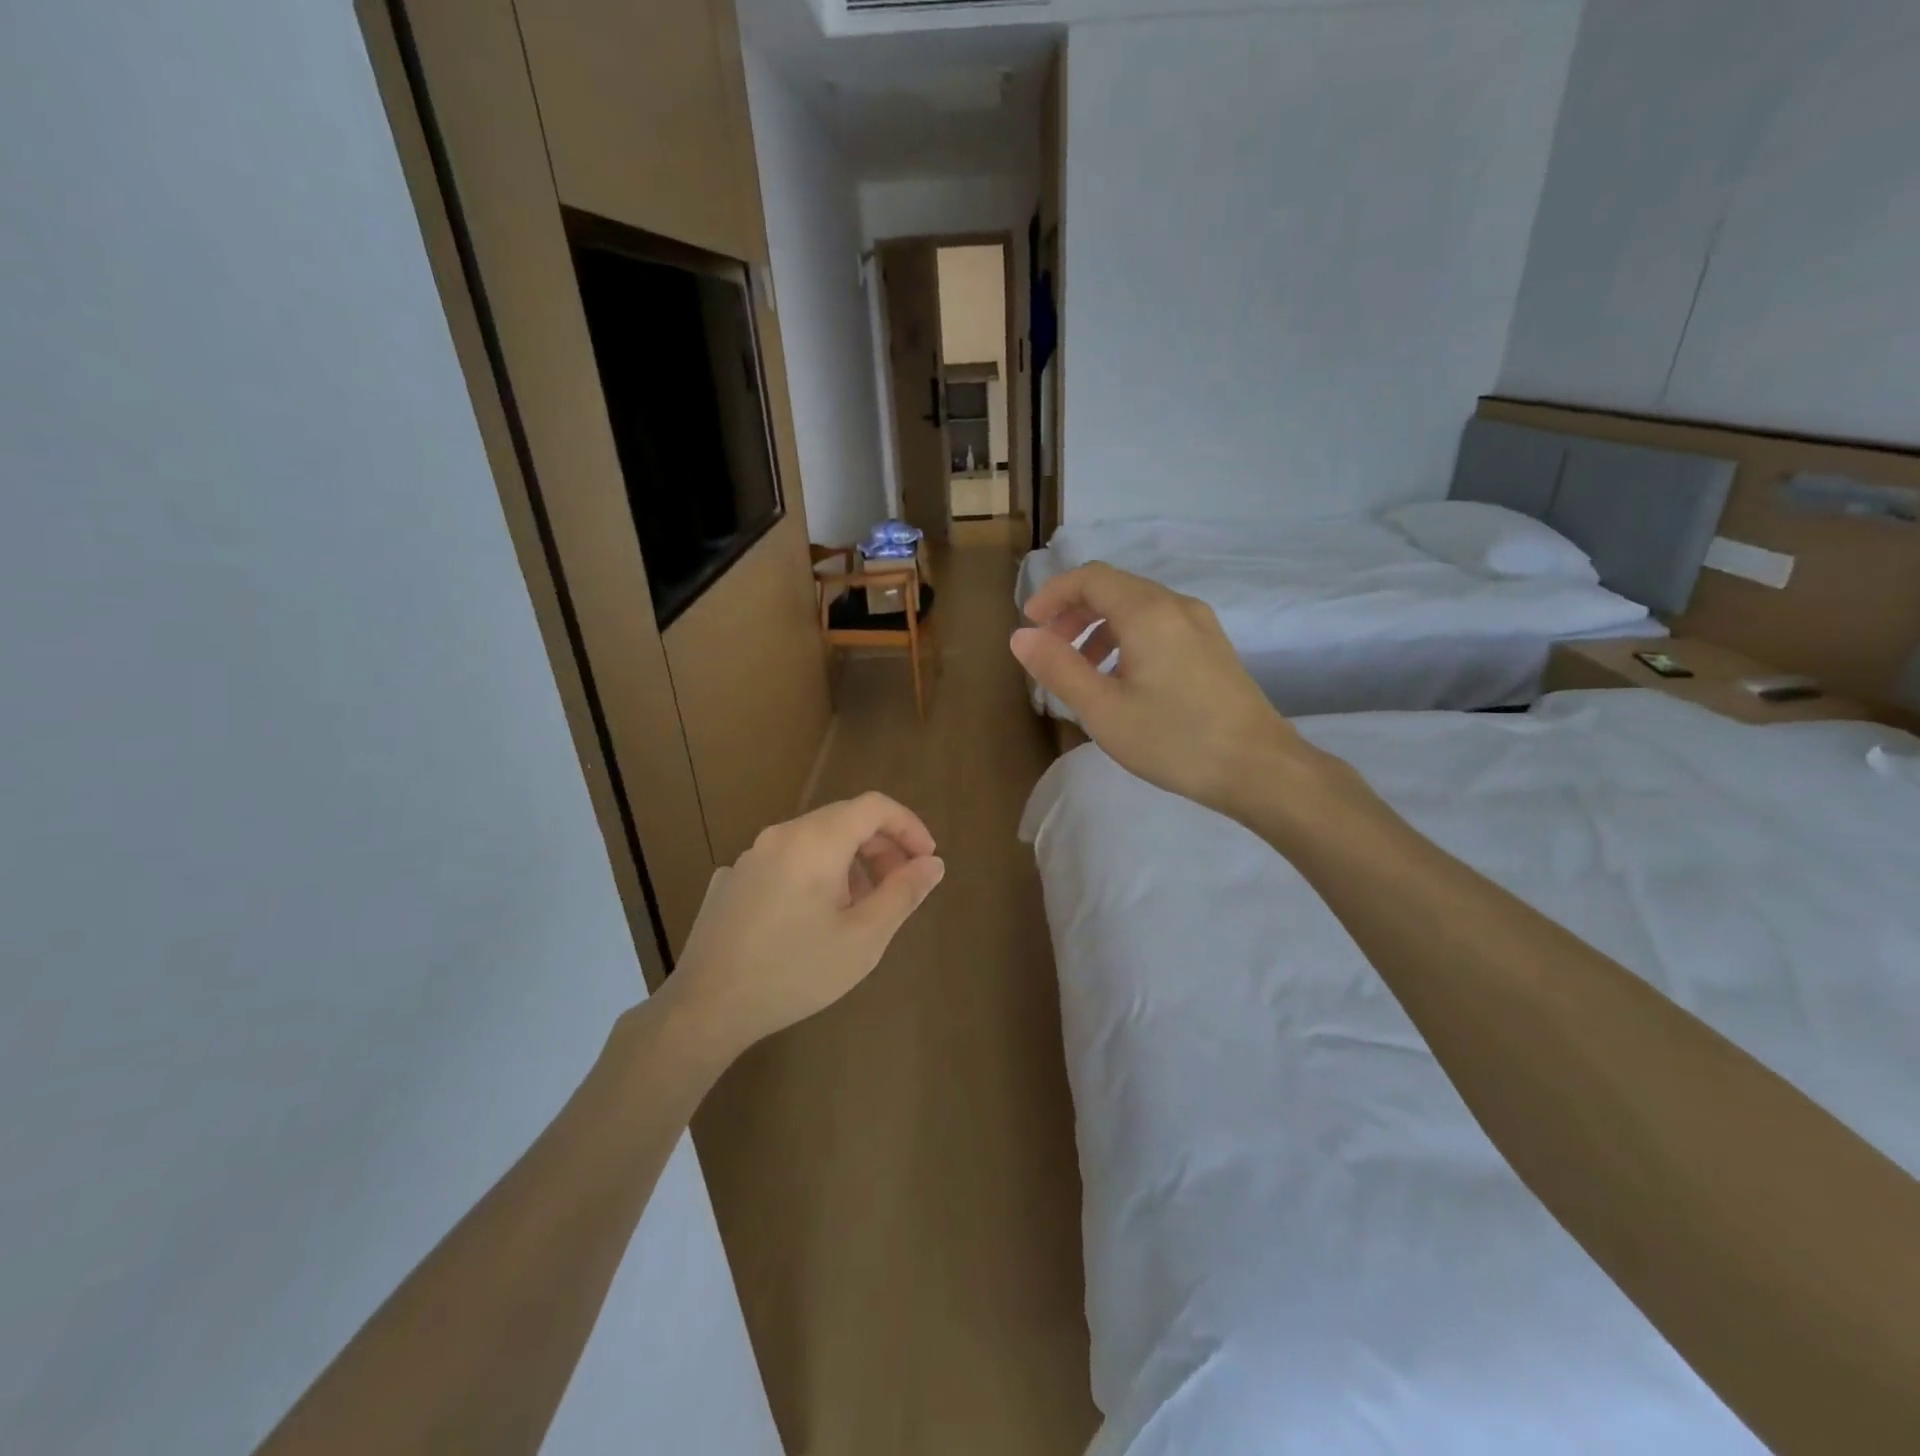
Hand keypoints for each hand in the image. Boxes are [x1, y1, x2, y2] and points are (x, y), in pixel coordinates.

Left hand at [664, 792, 945, 1052]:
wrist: (706, 1007)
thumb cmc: (795, 971)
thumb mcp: (864, 938)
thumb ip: (904, 893)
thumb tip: (933, 863)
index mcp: (815, 840)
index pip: (874, 806)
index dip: (909, 825)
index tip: (926, 860)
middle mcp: (780, 835)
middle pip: (843, 820)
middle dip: (881, 848)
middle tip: (898, 890)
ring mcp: (749, 857)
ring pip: (814, 842)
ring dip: (848, 864)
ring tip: (857, 911)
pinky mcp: (730, 881)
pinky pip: (785, 862)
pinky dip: (812, 876)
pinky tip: (809, 922)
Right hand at [1011, 562, 1310, 813]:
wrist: (1259, 768)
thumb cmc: (1174, 739)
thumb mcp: (1103, 709)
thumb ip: (1058, 668)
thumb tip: (1020, 636)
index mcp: (1147, 612)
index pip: (1090, 578)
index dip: (1053, 595)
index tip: (1030, 626)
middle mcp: (1176, 606)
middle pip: (1114, 588)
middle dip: (1074, 612)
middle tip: (1050, 650)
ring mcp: (1200, 626)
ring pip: (1138, 608)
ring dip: (1100, 628)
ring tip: (1081, 671)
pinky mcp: (1213, 648)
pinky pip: (1159, 626)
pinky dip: (1127, 640)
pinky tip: (1122, 681)